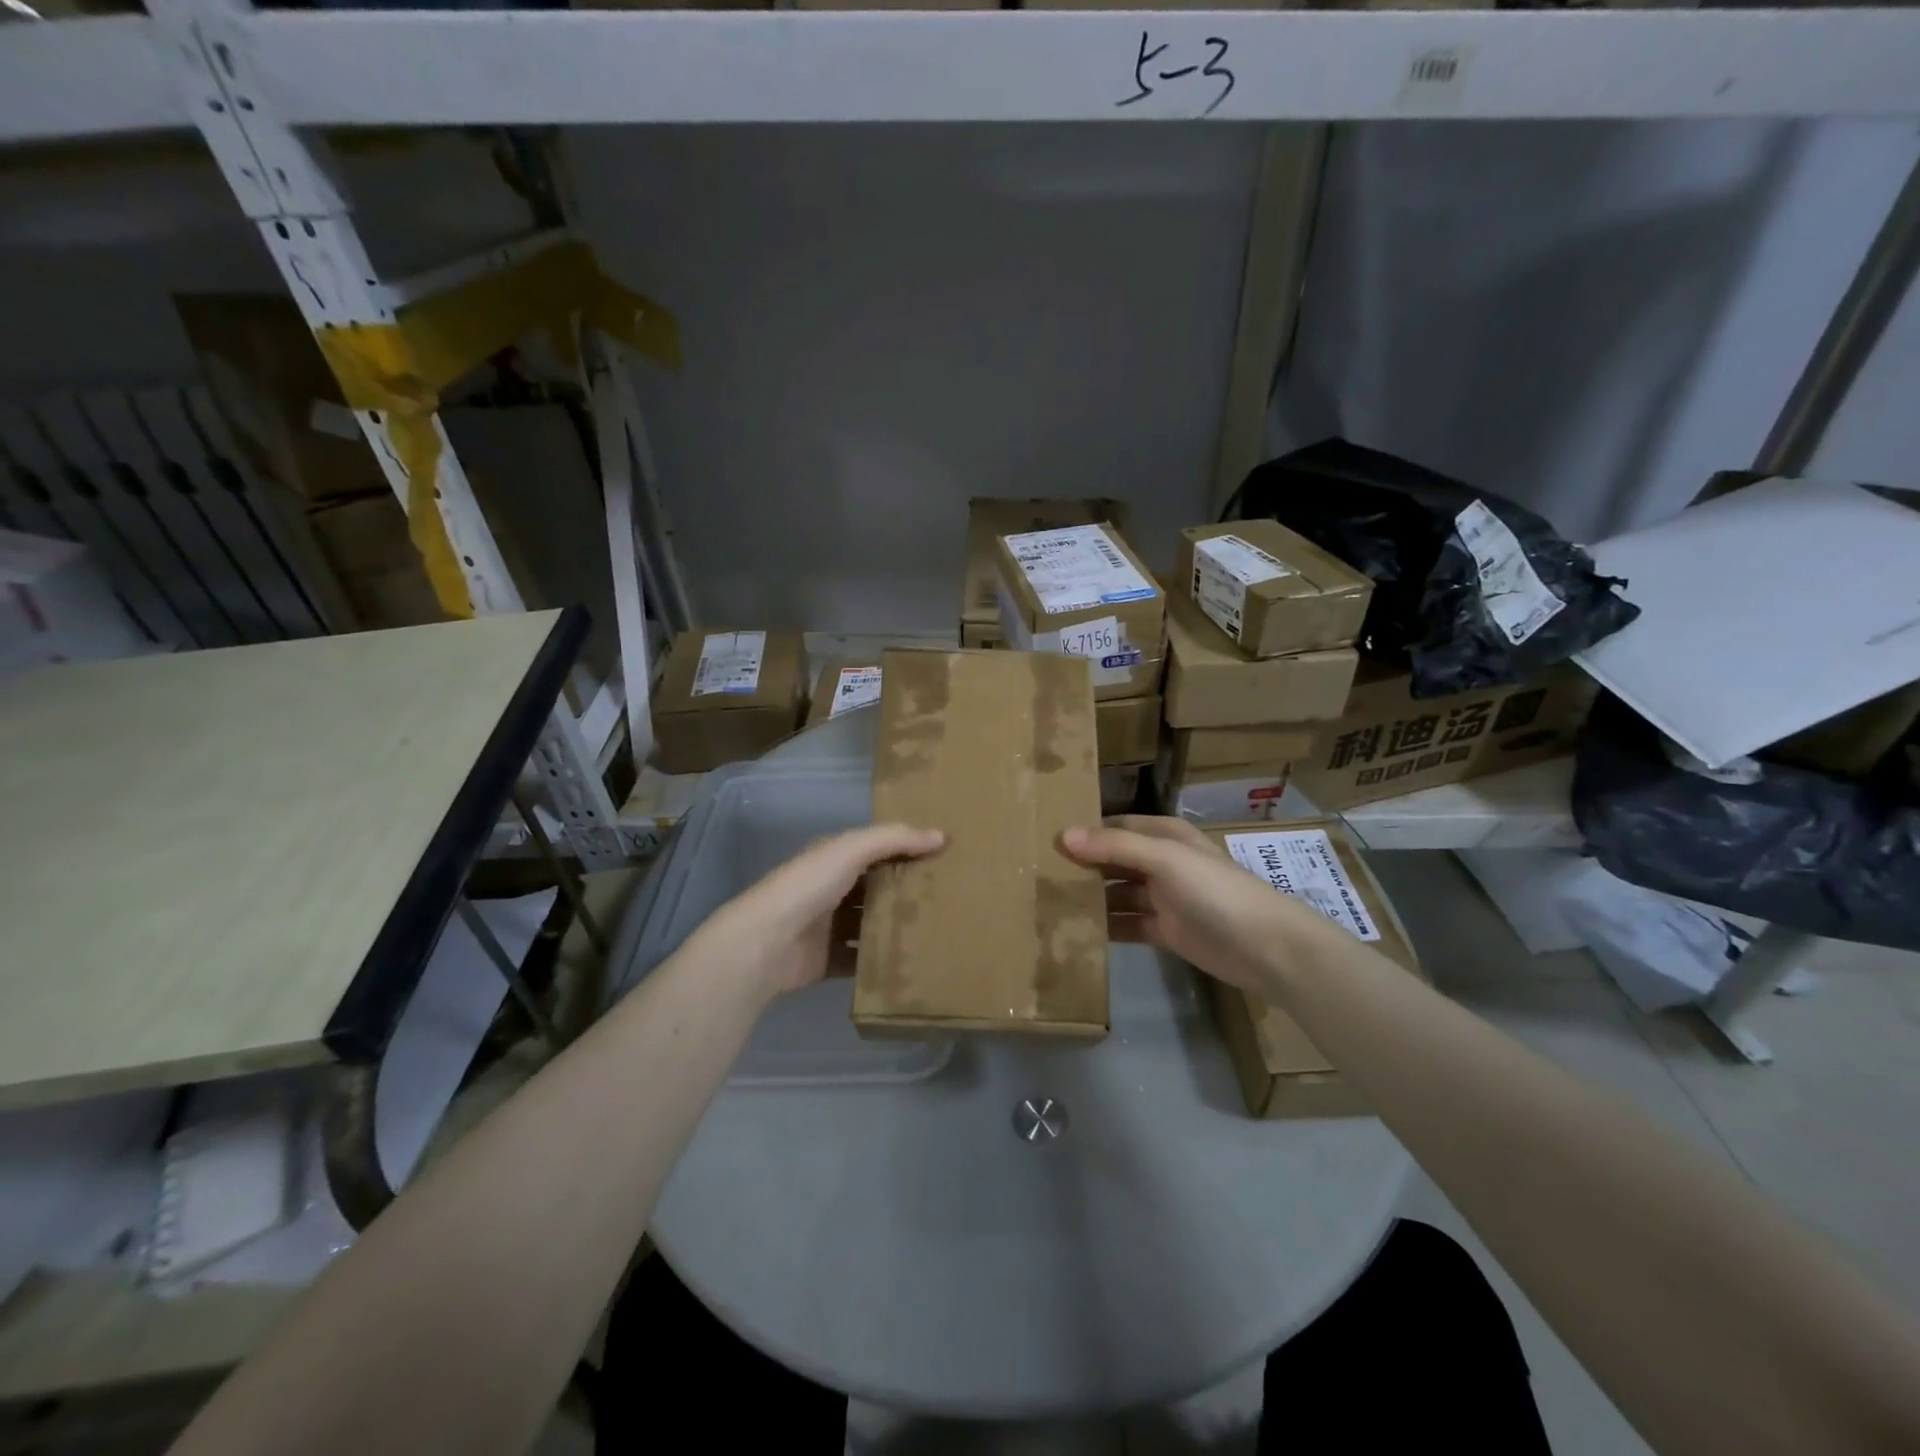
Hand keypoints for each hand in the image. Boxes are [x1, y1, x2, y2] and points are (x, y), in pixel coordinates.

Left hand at [688, 823, 944, 999]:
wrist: (766, 944)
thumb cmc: (808, 886)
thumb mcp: (851, 850)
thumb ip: (894, 839)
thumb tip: (941, 835)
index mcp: (834, 858)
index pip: (877, 849)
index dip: (907, 849)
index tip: (945, 856)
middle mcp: (832, 889)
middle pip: (877, 887)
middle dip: (907, 890)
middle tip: (951, 895)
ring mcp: (830, 927)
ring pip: (872, 924)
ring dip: (898, 926)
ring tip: (940, 929)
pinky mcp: (829, 960)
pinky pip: (863, 960)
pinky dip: (883, 961)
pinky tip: (914, 961)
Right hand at [1061, 815, 1336, 992]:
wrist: (1266, 947)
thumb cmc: (1215, 891)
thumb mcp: (1165, 859)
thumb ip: (1114, 848)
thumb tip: (1063, 835)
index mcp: (1164, 835)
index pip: (1114, 827)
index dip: (1084, 832)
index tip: (1045, 840)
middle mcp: (1161, 862)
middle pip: (1113, 860)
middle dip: (1082, 866)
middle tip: (1036, 874)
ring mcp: (1163, 898)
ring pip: (1116, 893)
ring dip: (1090, 897)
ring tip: (1047, 903)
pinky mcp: (1164, 931)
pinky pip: (1127, 924)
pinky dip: (1105, 927)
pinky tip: (1076, 931)